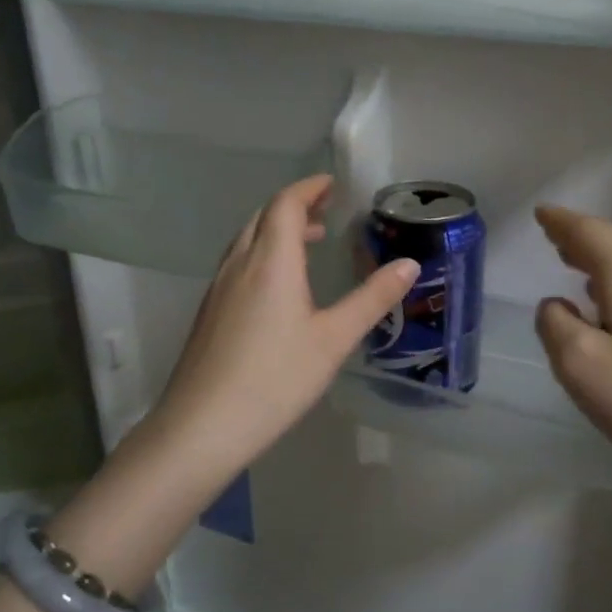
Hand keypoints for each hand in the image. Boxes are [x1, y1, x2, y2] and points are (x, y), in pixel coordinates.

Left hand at [142, 174, 416, 488]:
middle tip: (326, 211)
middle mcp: (239, 265)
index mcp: (271, 262)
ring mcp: (218, 289)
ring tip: (308, 243)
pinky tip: (277, 287)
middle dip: (295, 206)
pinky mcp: (208, 313)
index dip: (309, 189)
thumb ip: (372, 299)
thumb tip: (409, 265)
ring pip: (246, 241)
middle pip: (263, 217)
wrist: (202, 426)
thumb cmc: (275, 379)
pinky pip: (237, 264)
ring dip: (276, 231)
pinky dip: (261, 254)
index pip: (286, 205)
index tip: (332, 185)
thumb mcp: (334, 340)